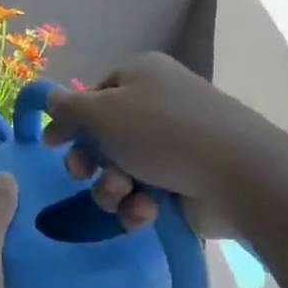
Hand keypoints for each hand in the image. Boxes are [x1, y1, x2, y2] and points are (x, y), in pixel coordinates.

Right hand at [44, 53, 243, 235]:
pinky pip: (147, 193)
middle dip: (90, 161)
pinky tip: (147, 212)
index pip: (94, 95)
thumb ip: (68, 108)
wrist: (239, 176)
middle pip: (104, 135)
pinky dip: (140, 205)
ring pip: (122, 169)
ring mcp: (176, 145)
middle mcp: (158, 105)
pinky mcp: (188, 181)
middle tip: (84, 174)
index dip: (71, 120)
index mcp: (141, 76)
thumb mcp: (102, 113)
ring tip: (123, 195)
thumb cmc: (162, 133)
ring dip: (112, 187)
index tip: (53, 145)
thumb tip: (49, 97)